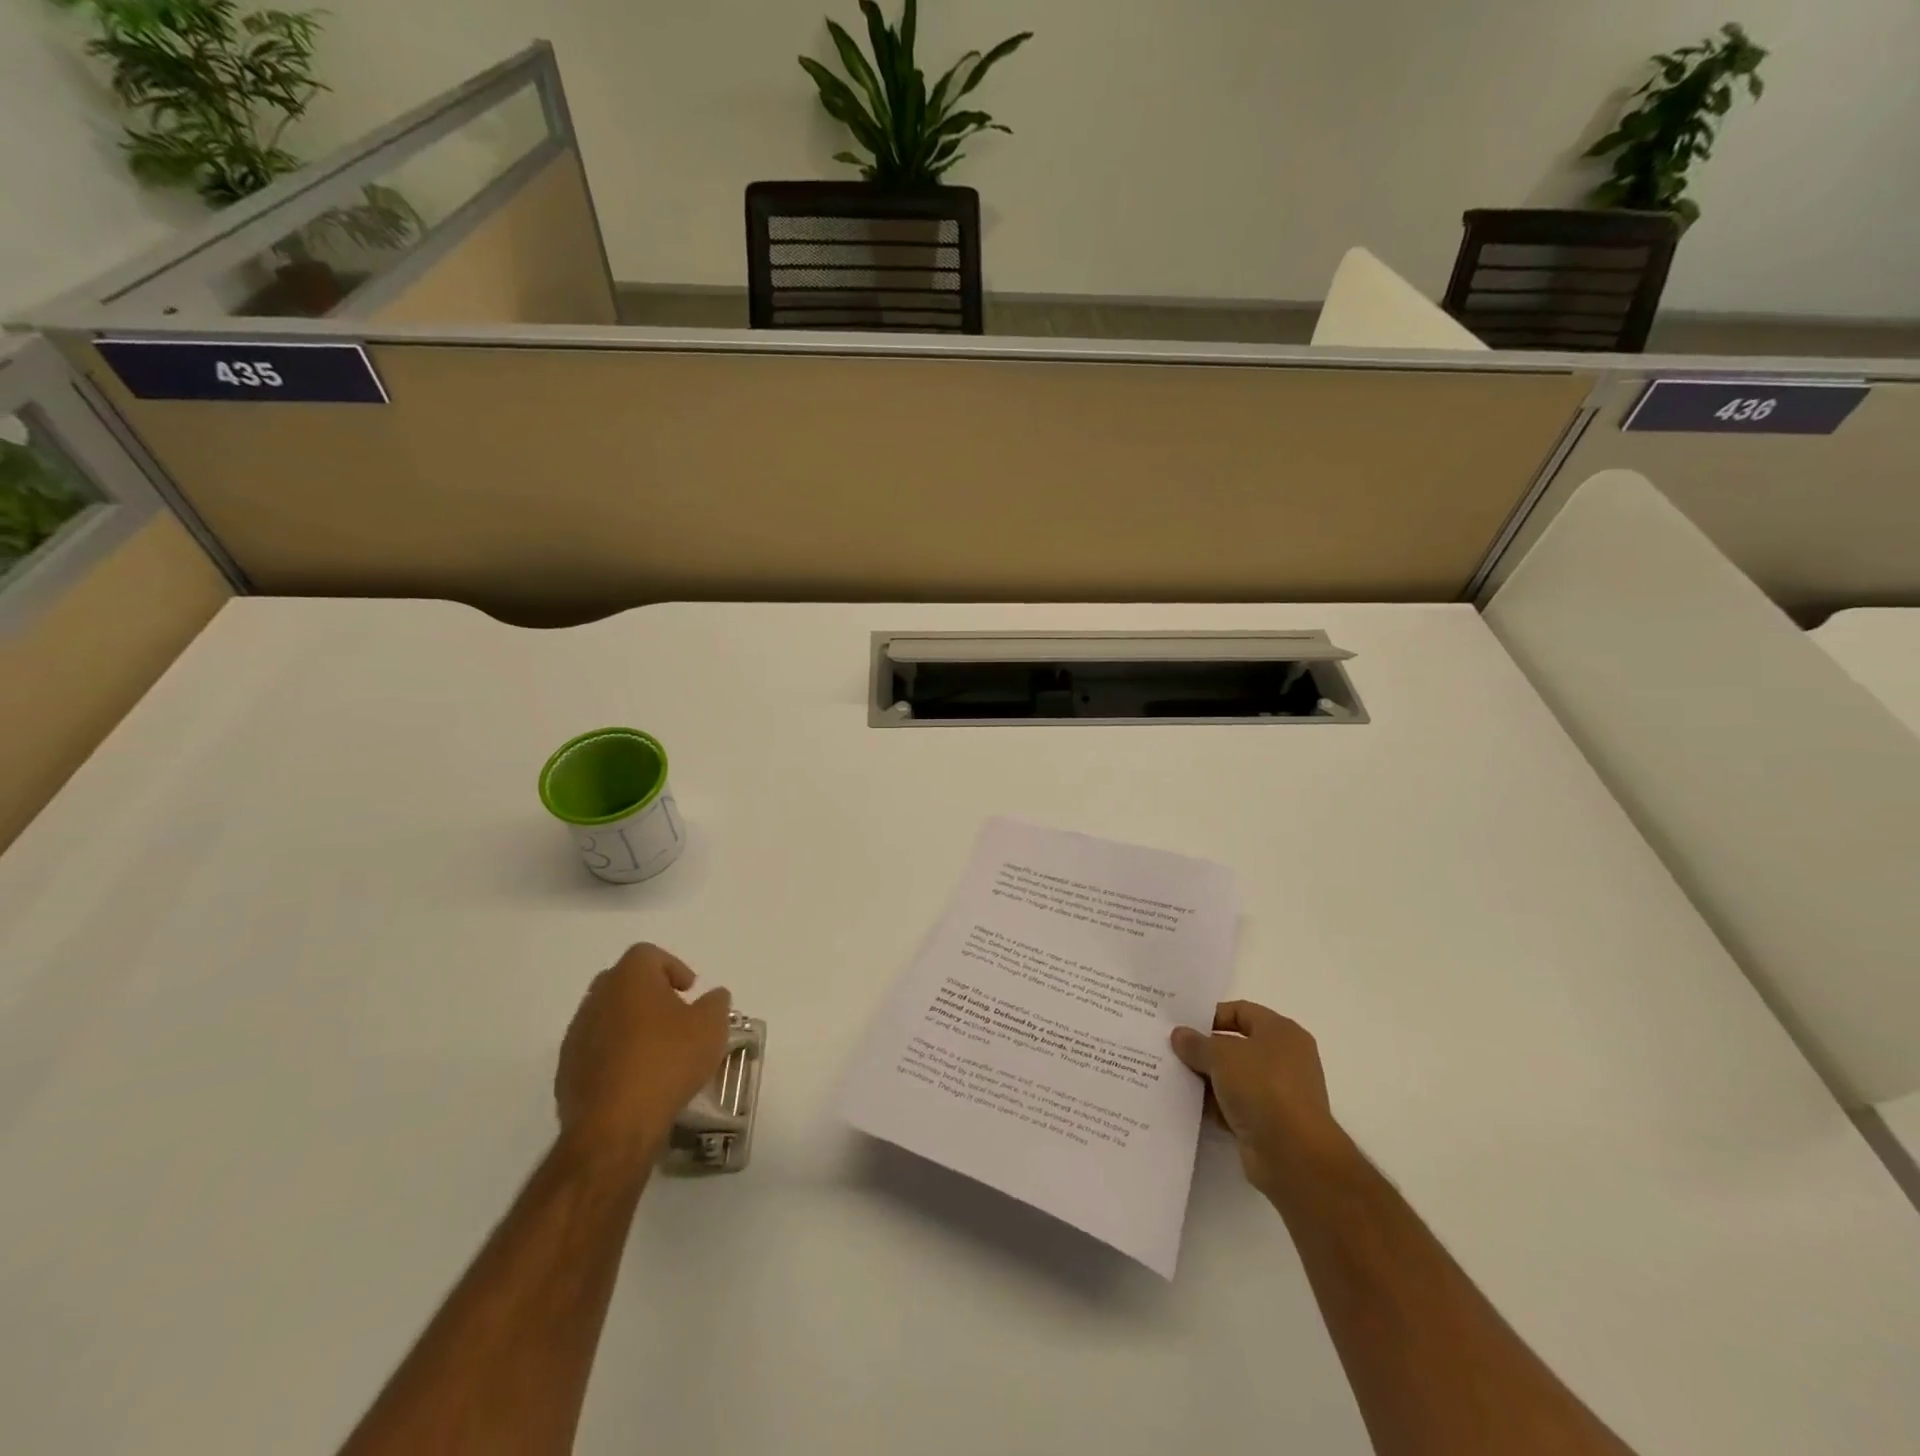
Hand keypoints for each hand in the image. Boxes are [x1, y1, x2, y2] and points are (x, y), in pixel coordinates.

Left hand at [555, 943, 732, 1170]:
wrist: (615, 1125)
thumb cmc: (667, 1062)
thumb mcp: (711, 1027)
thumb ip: (716, 1003)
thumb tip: (713, 996)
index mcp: (629, 979)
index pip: (648, 954)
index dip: (672, 967)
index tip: (690, 991)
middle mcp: (597, 999)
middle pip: (623, 981)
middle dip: (649, 993)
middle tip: (674, 1014)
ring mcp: (576, 1035)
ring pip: (606, 1016)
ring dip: (630, 1025)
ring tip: (657, 1050)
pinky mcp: (566, 1071)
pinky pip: (595, 1049)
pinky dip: (615, 1054)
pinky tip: (636, 1078)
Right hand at [1171, 1001, 1348, 1199]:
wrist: (1293, 1155)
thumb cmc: (1262, 1088)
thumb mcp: (1221, 1055)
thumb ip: (1197, 1043)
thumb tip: (1179, 1035)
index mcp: (1281, 1032)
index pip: (1241, 1011)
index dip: (1211, 1015)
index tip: (1182, 1026)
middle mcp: (1284, 1059)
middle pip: (1236, 1045)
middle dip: (1205, 1049)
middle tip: (1172, 1050)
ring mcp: (1278, 1093)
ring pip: (1234, 1077)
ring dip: (1207, 1079)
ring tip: (1173, 1076)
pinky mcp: (1269, 1123)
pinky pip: (1236, 1106)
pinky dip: (1216, 1105)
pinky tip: (1189, 1105)